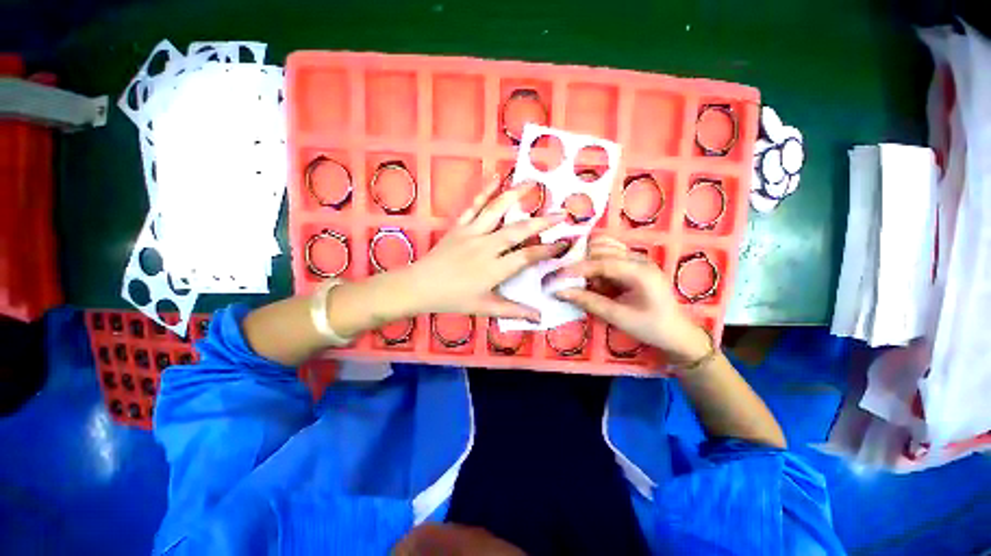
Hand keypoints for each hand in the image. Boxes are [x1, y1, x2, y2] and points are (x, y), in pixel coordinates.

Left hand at [381, 174, 566, 321]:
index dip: (547, 251)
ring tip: (532, 183)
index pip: (527, 257)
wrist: (420, 286)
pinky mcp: (460, 226)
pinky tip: (495, 177)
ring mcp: (472, 233)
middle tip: (562, 213)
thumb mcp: (484, 307)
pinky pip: (474, 206)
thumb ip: (513, 310)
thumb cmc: (453, 299)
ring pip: (497, 211)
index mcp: (494, 269)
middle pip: (518, 230)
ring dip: (515, 196)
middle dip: (542, 222)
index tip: (564, 244)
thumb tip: (538, 317)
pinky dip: (485, 191)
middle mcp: (486, 247)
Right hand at [554, 235, 710, 363]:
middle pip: (603, 250)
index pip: (603, 263)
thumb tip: (560, 292)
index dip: (578, 268)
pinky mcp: (635, 263)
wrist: (676, 332)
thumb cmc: (650, 327)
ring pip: (606, 247)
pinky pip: (612, 253)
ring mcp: (639, 258)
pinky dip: (598, 260)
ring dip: (589, 259)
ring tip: (580, 277)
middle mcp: (640, 259)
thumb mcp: (618, 317)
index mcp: (641, 272)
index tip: (559, 275)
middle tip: (565, 277)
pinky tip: (593, 275)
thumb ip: (588, 301)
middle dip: (582, 262)